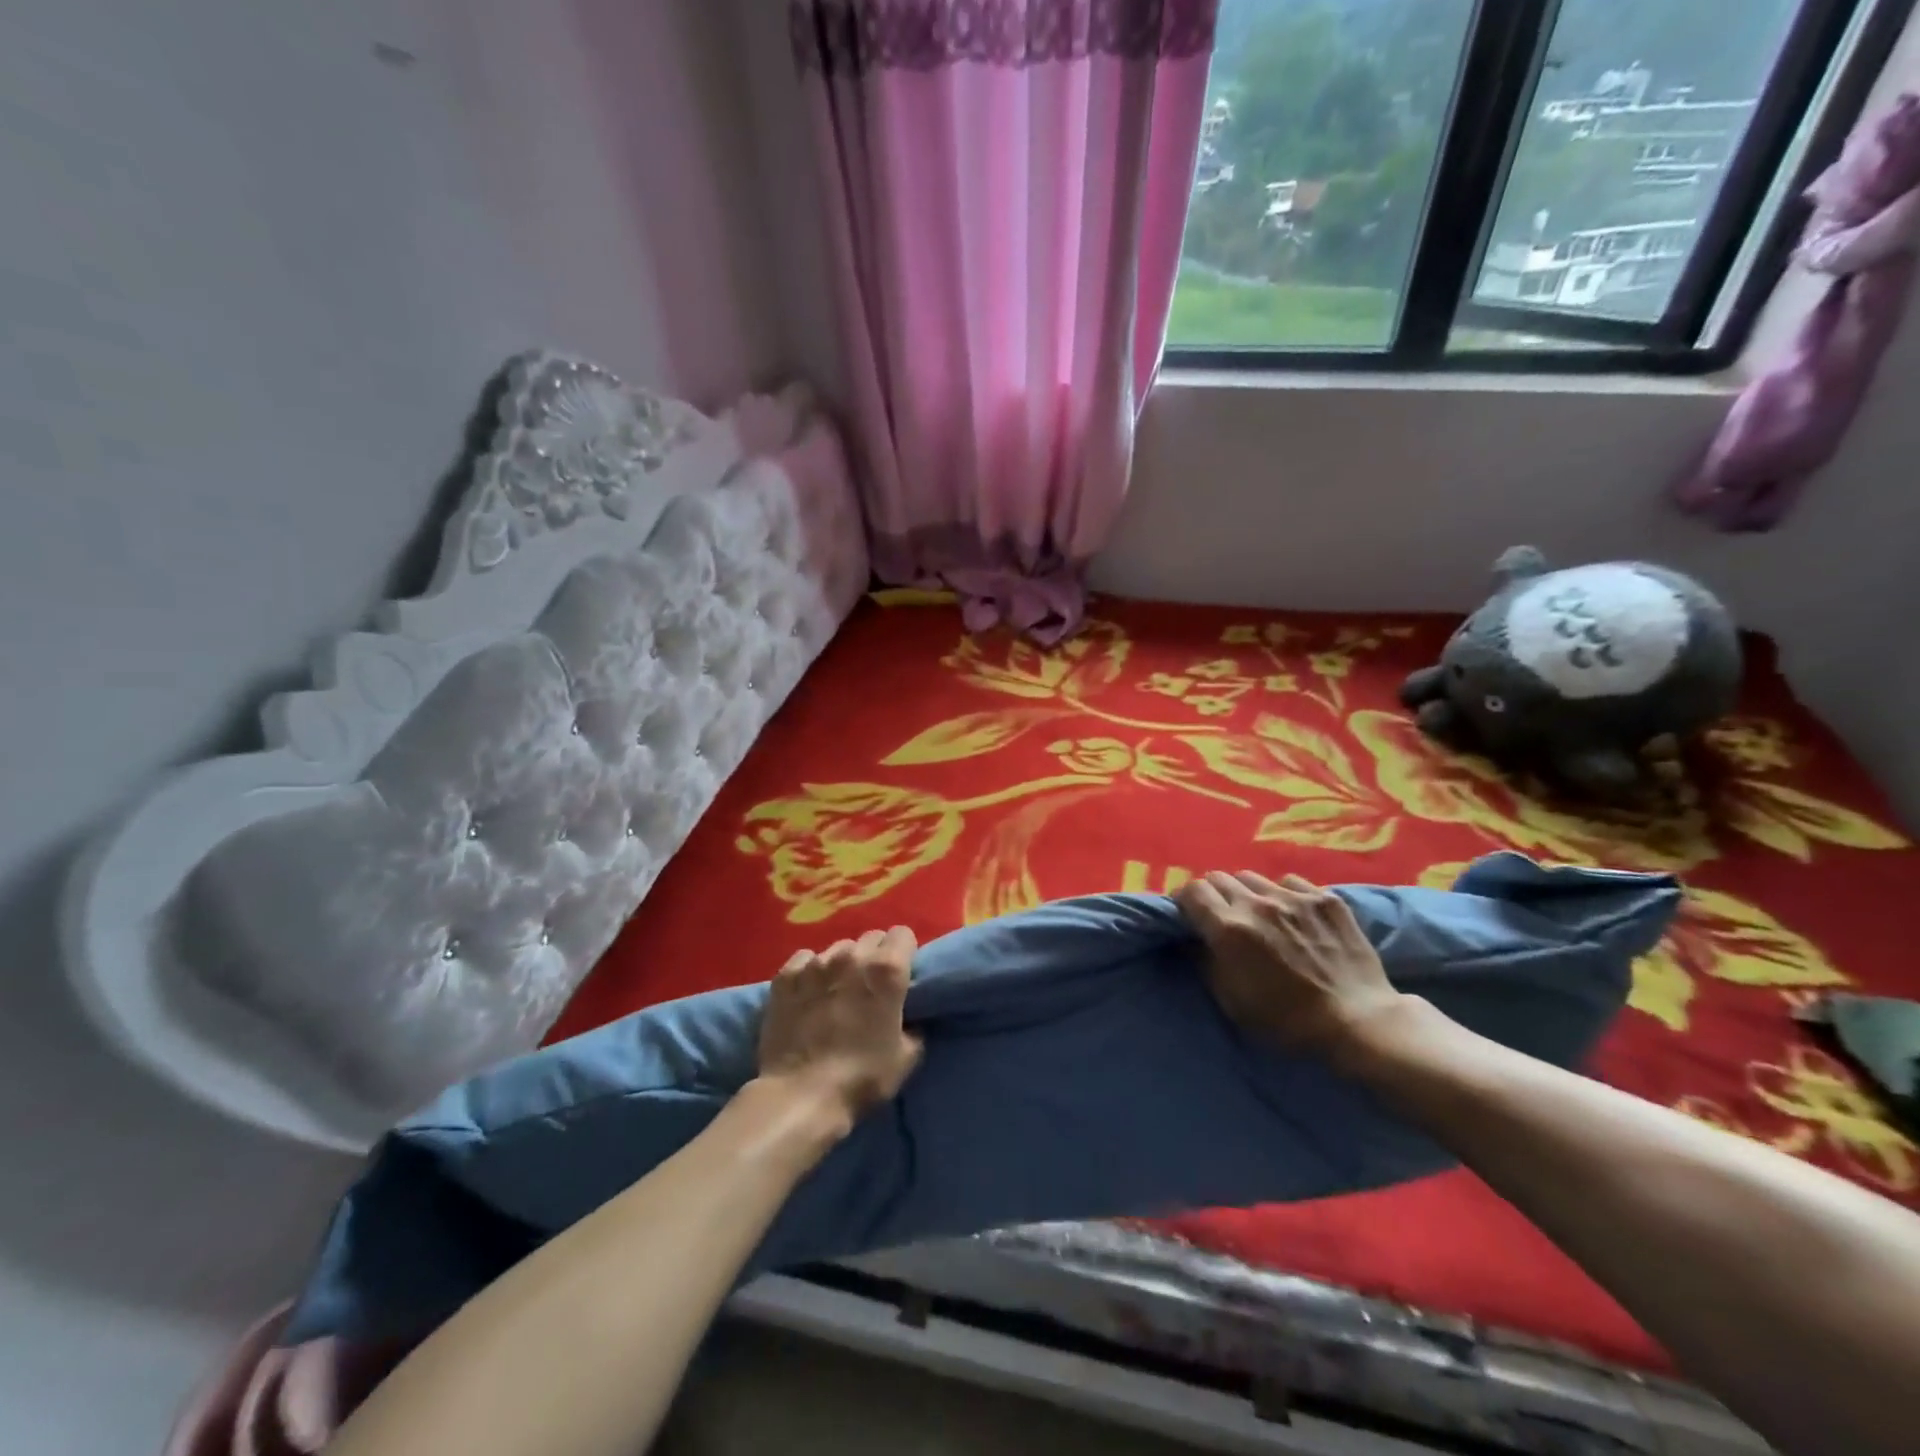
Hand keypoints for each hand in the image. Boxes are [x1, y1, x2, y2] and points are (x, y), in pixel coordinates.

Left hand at [757, 927, 923, 1124]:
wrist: (800, 1096)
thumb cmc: (861, 1078)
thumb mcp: (907, 1057)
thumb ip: (912, 1025)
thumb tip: (907, 1017)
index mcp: (887, 970)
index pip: (903, 934)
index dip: (904, 953)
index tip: (901, 974)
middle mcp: (852, 956)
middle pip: (871, 938)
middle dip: (875, 956)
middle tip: (870, 985)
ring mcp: (815, 963)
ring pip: (837, 948)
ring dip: (843, 964)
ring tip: (836, 991)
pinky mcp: (785, 976)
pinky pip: (805, 959)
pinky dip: (810, 971)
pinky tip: (808, 993)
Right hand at [1176, 871, 1407, 1058]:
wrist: (1359, 1022)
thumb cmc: (1287, 1020)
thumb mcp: (1231, 1001)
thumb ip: (1205, 961)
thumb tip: (1191, 939)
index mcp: (1229, 929)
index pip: (1192, 891)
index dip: (1185, 901)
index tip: (1189, 914)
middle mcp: (1257, 903)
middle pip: (1218, 878)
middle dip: (1213, 895)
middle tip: (1221, 916)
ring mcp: (1294, 897)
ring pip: (1252, 877)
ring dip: (1246, 893)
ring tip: (1258, 914)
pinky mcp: (1325, 898)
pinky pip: (1289, 882)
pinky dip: (1282, 894)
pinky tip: (1292, 915)